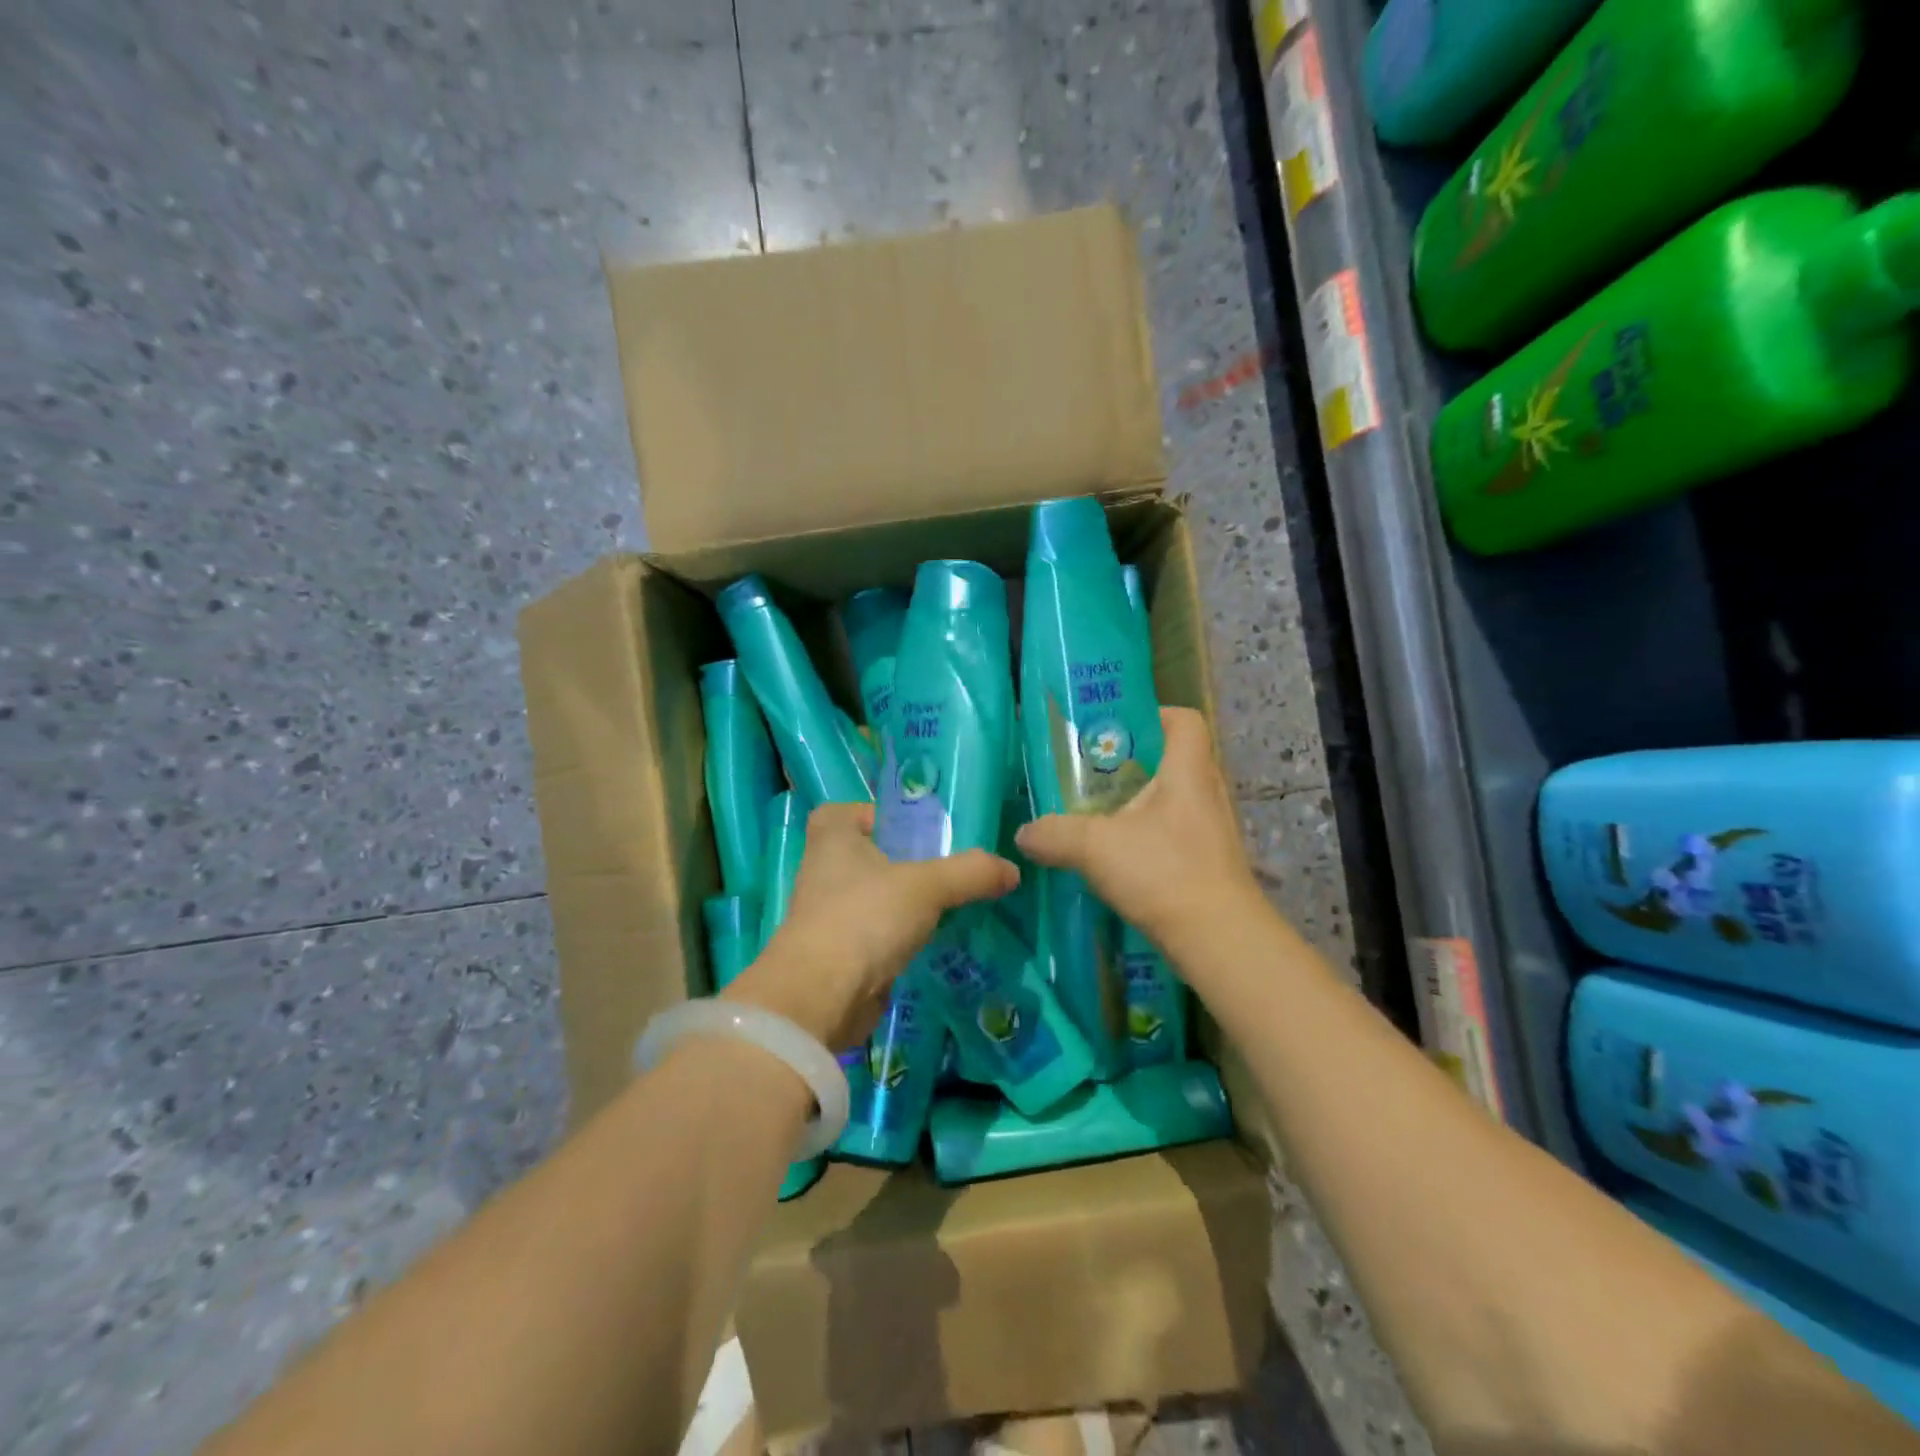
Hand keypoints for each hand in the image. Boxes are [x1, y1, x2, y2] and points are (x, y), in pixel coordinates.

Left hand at [724, 802, 1018, 1050]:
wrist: (821, 998)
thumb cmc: (865, 918)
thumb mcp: (926, 886)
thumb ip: (970, 872)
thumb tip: (1011, 869)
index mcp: (832, 839)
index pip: (843, 812)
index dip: (873, 815)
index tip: (910, 830)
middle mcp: (823, 872)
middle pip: (864, 856)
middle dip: (901, 861)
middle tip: (946, 867)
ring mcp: (827, 916)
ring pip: (872, 898)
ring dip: (902, 903)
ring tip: (949, 905)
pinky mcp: (838, 954)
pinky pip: (875, 935)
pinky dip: (899, 938)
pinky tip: (932, 943)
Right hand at [1015, 707, 1261, 949]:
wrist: (1219, 940)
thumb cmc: (1163, 872)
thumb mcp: (1096, 846)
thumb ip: (1054, 834)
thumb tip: (1024, 833)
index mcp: (1188, 771)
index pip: (1184, 720)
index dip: (1153, 715)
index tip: (1115, 730)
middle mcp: (1207, 793)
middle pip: (1173, 760)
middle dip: (1132, 764)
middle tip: (1092, 775)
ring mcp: (1212, 830)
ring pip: (1172, 801)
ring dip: (1137, 805)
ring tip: (1098, 817)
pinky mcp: (1209, 863)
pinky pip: (1174, 834)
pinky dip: (1147, 838)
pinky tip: (1117, 858)